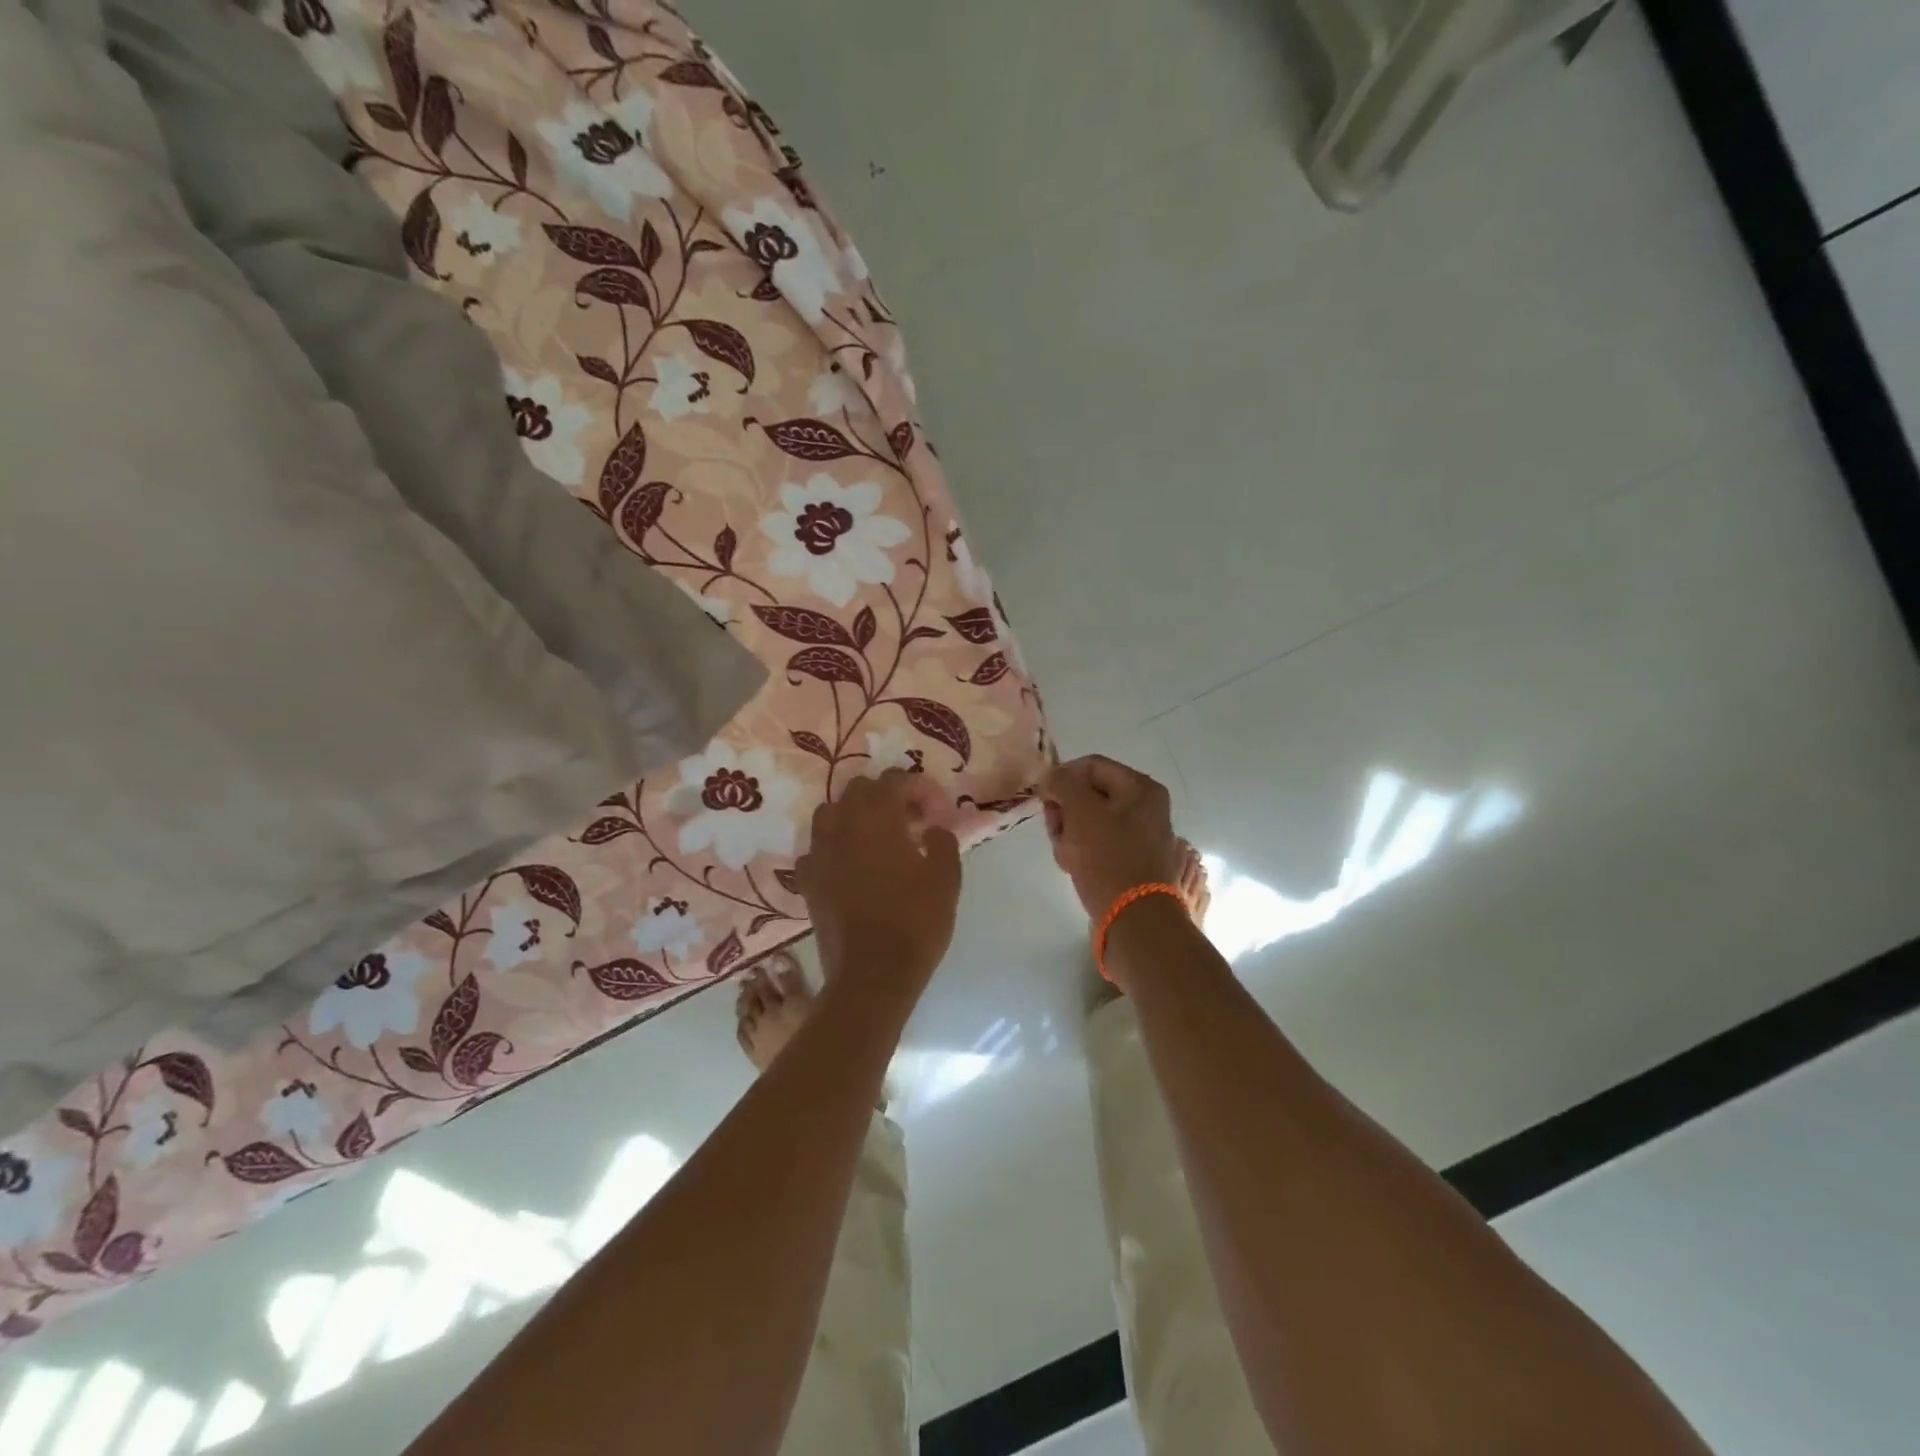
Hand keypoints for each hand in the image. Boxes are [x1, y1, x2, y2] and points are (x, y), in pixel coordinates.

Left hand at [796, 769, 961, 998]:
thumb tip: (933, 829)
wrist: (872, 975)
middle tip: (912, 821)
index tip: (937, 814)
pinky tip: (851, 866)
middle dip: (887, 796)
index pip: (895, 780)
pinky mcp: (808, 880)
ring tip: (878, 839)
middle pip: (859, 789)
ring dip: (856, 816)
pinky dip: (835, 848)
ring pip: (831, 813)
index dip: (920, 789)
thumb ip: (943, 842)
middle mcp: (842, 826)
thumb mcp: (946, 879)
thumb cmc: (915, 923)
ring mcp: (819, 853)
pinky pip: (817, 848)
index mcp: (877, 818)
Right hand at [1040, 755, 1185, 922]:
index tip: (1043, 798)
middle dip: (1065, 810)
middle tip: (1055, 830)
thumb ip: (1063, 784)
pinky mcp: (1132, 861)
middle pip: (1090, 794)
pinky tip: (1073, 867)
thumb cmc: (1108, 858)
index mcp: (1141, 788)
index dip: (1062, 777)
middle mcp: (1146, 808)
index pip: (1091, 766)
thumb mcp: (1081, 812)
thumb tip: (1052, 774)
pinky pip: (1099, 845)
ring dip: (1069, 833)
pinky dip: (1082, 852)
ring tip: (1065, 854)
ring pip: (1091, 821)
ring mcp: (1141, 836)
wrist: (1135, 919)